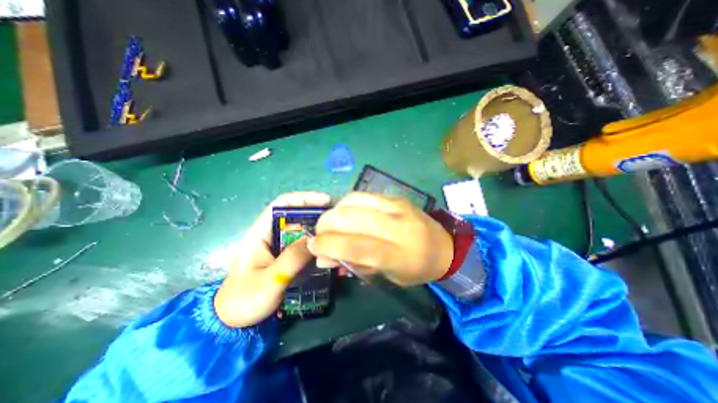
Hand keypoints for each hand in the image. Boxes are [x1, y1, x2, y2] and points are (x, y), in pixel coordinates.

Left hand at [213, 191, 331, 327]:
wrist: (235, 324)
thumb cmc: (245, 300)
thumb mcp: (270, 280)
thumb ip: (293, 258)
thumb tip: (316, 239)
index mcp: (260, 233)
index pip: (281, 205)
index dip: (303, 198)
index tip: (325, 201)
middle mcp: (272, 236)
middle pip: (296, 217)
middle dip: (317, 215)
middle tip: (337, 221)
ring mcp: (280, 248)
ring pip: (303, 233)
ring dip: (319, 233)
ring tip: (337, 237)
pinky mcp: (287, 258)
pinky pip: (305, 247)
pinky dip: (318, 247)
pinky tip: (330, 254)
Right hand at [310, 192, 453, 286]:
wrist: (445, 247)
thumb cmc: (415, 269)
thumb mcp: (387, 276)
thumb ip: (354, 265)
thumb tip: (323, 258)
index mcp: (398, 255)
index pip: (356, 246)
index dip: (329, 245)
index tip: (313, 246)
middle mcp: (397, 227)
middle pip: (352, 219)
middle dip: (327, 225)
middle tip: (319, 233)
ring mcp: (397, 207)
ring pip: (355, 202)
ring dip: (335, 211)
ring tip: (330, 222)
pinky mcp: (396, 197)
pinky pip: (364, 195)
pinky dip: (347, 203)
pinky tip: (345, 212)